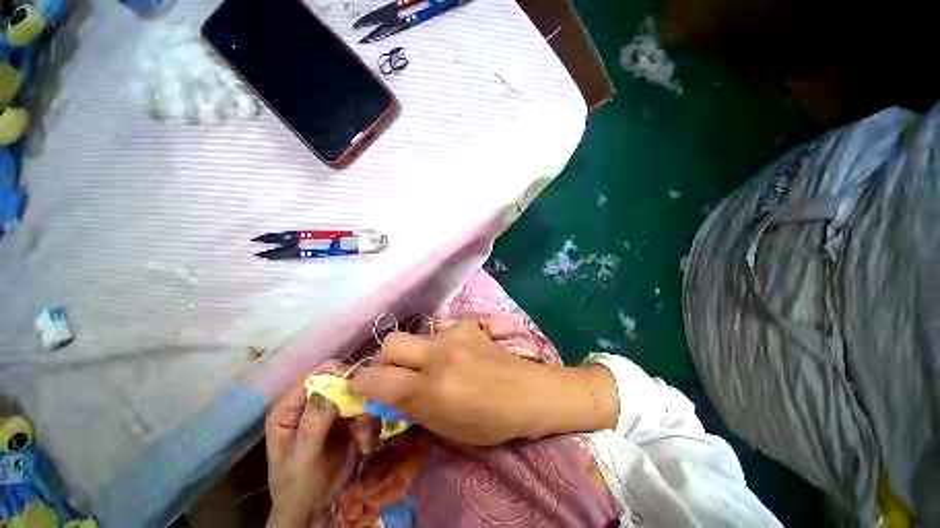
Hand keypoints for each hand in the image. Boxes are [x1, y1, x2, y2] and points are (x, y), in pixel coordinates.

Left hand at [265, 362, 376, 527]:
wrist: (315, 509)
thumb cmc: (298, 486)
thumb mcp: (302, 458)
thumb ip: (312, 425)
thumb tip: (327, 391)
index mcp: (291, 408)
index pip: (313, 376)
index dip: (336, 374)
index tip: (357, 386)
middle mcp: (313, 403)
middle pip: (340, 381)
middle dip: (357, 396)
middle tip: (364, 417)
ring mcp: (333, 411)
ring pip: (358, 395)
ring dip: (366, 415)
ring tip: (364, 440)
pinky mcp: (349, 420)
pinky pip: (367, 411)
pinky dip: (370, 426)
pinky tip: (366, 446)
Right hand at [349, 320, 617, 445]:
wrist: (527, 392)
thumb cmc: (489, 421)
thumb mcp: (444, 426)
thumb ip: (411, 406)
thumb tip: (387, 392)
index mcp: (431, 389)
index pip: (376, 378)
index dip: (363, 383)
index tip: (365, 388)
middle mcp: (438, 355)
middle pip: (390, 342)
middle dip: (387, 359)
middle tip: (399, 372)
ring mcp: (455, 335)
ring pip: (416, 334)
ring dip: (416, 351)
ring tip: (435, 363)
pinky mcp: (468, 325)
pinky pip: (441, 330)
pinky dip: (440, 343)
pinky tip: (457, 353)